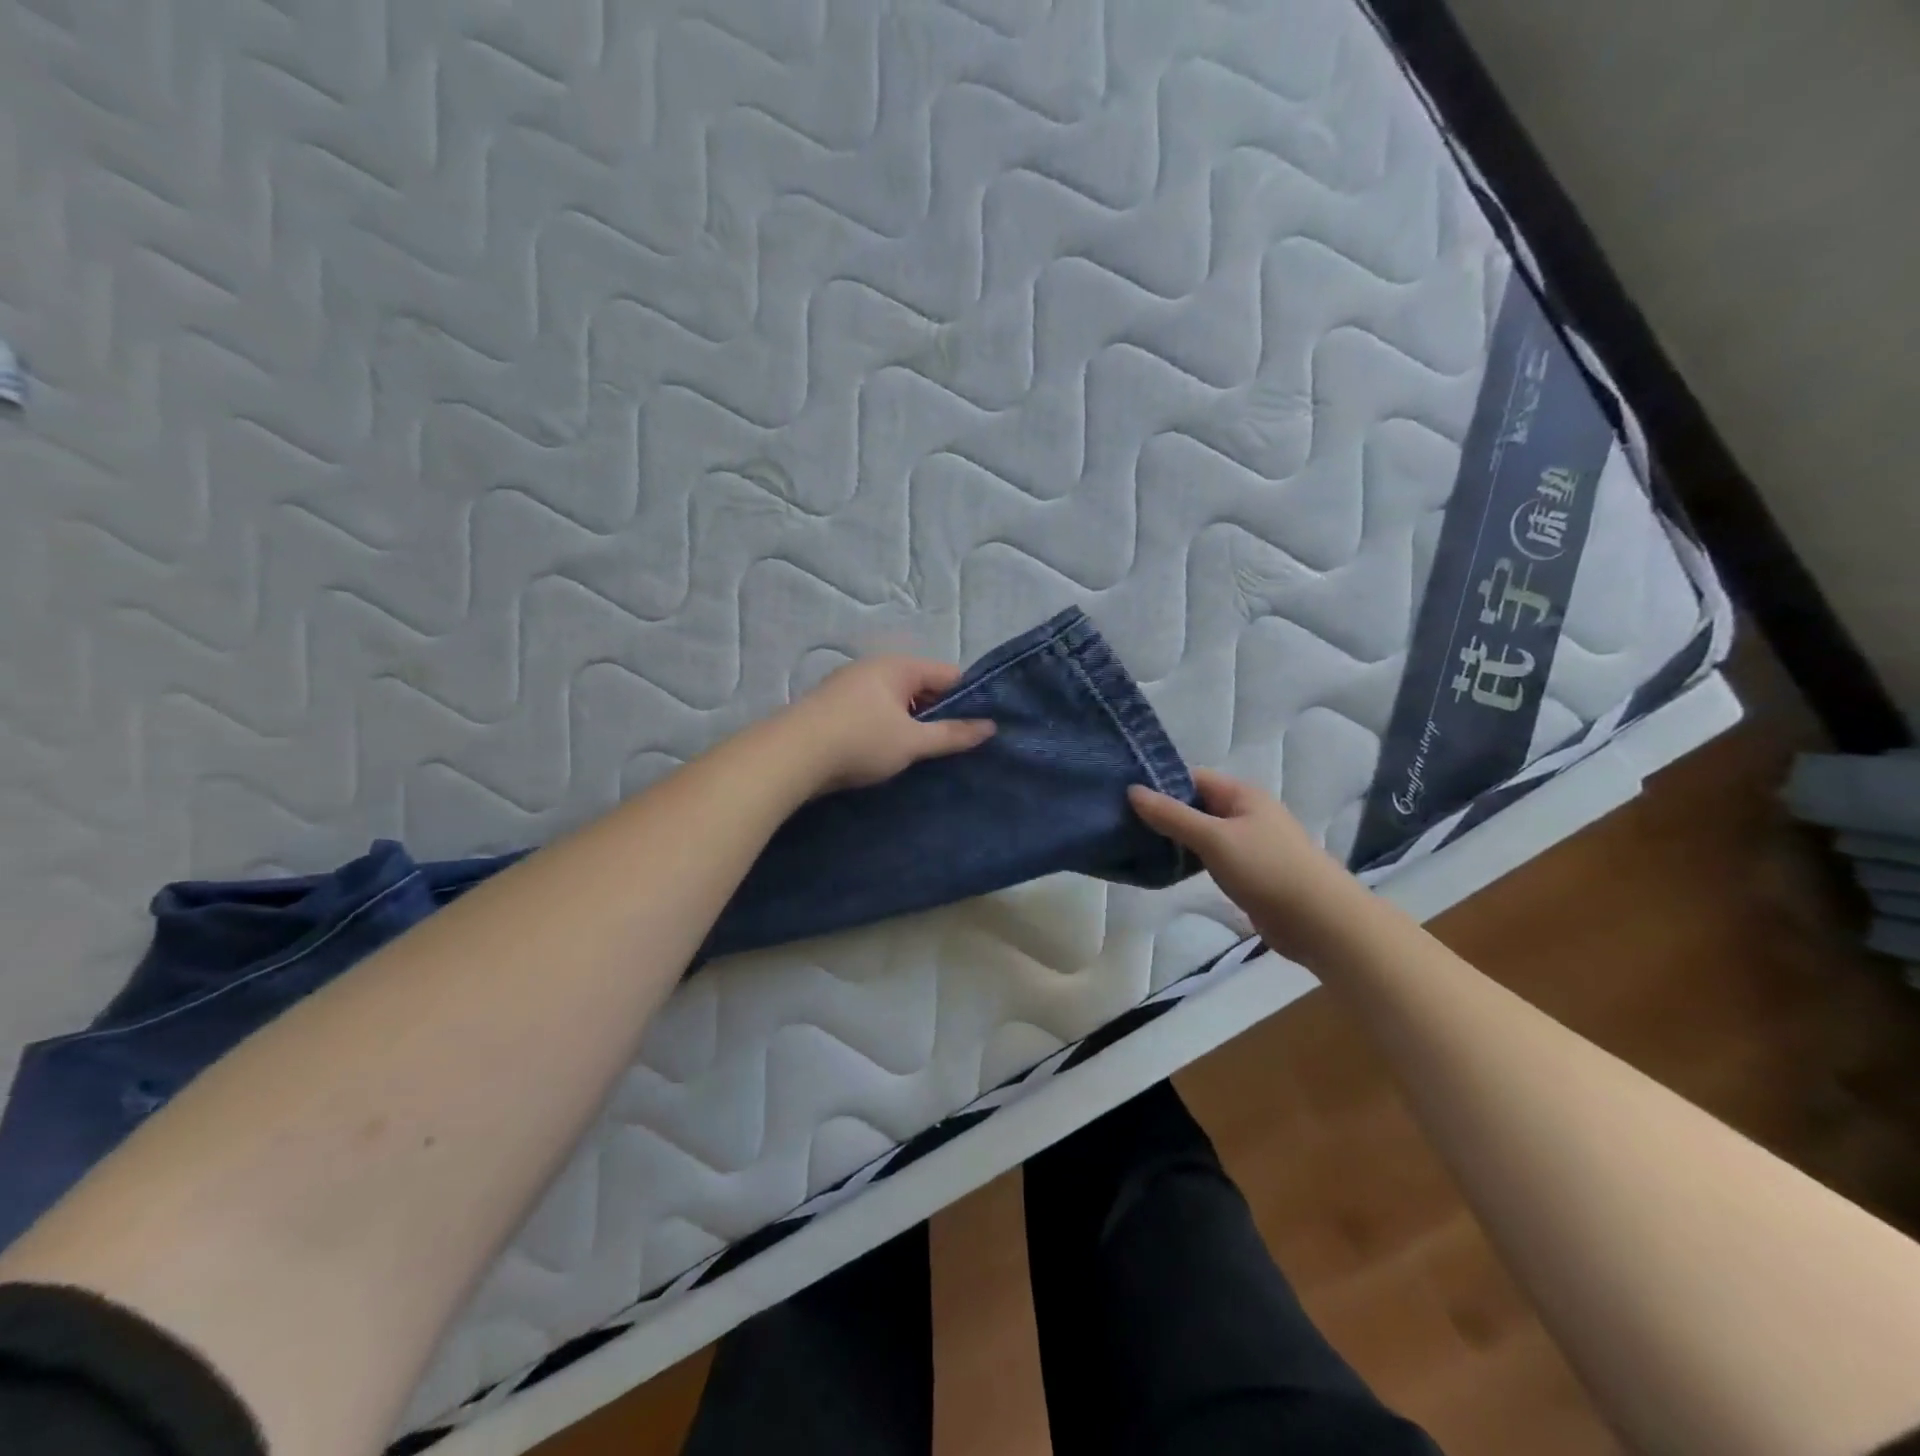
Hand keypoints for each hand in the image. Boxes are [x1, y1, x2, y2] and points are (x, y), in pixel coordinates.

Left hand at [784, 656, 995, 794]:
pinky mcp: (833, 707)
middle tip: (954, 744)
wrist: (791, 756)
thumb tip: (990, 727)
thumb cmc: (860, 741)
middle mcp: (874, 667)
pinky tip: (888, 752)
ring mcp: (850, 685)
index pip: (948, 674)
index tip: (980, 726)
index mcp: (898, 666)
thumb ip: (952, 734)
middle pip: (921, 686)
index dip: (968, 699)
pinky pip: (873, 712)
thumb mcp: (913, 742)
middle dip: (938, 713)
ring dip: (911, 723)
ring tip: (922, 753)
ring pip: (896, 701)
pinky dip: (886, 728)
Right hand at [1129, 770, 1366, 963]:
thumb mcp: (1214, 838)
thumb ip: (1172, 816)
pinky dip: (1189, 859)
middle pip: (1195, 804)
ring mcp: (1248, 843)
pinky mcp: (1248, 872)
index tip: (1122, 794)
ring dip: (1174, 838)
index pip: (1191, 777)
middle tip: (1120, 821)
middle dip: (1162, 811)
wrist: (1321, 921)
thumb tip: (1132, 790)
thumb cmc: (1267, 869)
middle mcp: (1245, 813)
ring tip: (1133, 843)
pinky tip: (1163, 868)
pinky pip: (1210, 857)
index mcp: (1241, 794)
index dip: (1159, 782)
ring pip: (1201, 833)